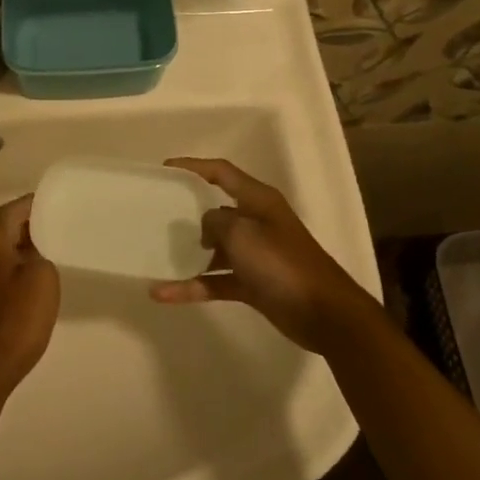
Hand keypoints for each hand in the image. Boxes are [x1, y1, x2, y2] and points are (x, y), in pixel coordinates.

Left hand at [0, 194, 60, 402]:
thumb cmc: (15, 319)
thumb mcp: (42, 279)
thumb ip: (40, 254)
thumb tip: (31, 250)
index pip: (10, 210)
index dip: (32, 205)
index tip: (54, 204)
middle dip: (24, 226)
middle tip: (53, 226)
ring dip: (15, 249)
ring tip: (44, 253)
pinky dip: (7, 271)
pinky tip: (24, 283)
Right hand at [150, 158, 376, 353]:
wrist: (323, 313)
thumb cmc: (280, 262)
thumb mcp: (241, 233)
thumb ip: (215, 222)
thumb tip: (207, 228)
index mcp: (258, 200)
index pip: (221, 172)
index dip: (192, 166)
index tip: (164, 169)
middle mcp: (257, 222)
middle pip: (216, 210)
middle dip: (187, 213)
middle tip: (156, 215)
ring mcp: (255, 255)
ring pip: (214, 249)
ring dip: (188, 255)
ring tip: (156, 256)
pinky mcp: (253, 284)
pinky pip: (216, 280)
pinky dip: (194, 286)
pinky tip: (163, 293)